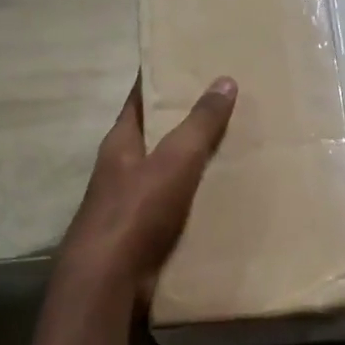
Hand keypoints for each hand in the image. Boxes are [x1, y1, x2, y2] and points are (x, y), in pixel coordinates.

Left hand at [58, 75, 237, 301]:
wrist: (110, 282)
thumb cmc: (136, 211)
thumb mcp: (174, 160)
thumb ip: (199, 123)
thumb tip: (224, 80)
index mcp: (121, 143)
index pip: (138, 99)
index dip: (158, 79)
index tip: (186, 62)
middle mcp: (121, 169)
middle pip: (154, 135)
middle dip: (184, 121)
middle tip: (226, 104)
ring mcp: (130, 204)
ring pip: (166, 172)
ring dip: (193, 163)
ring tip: (234, 148)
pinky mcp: (143, 235)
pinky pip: (175, 207)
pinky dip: (196, 200)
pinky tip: (224, 199)